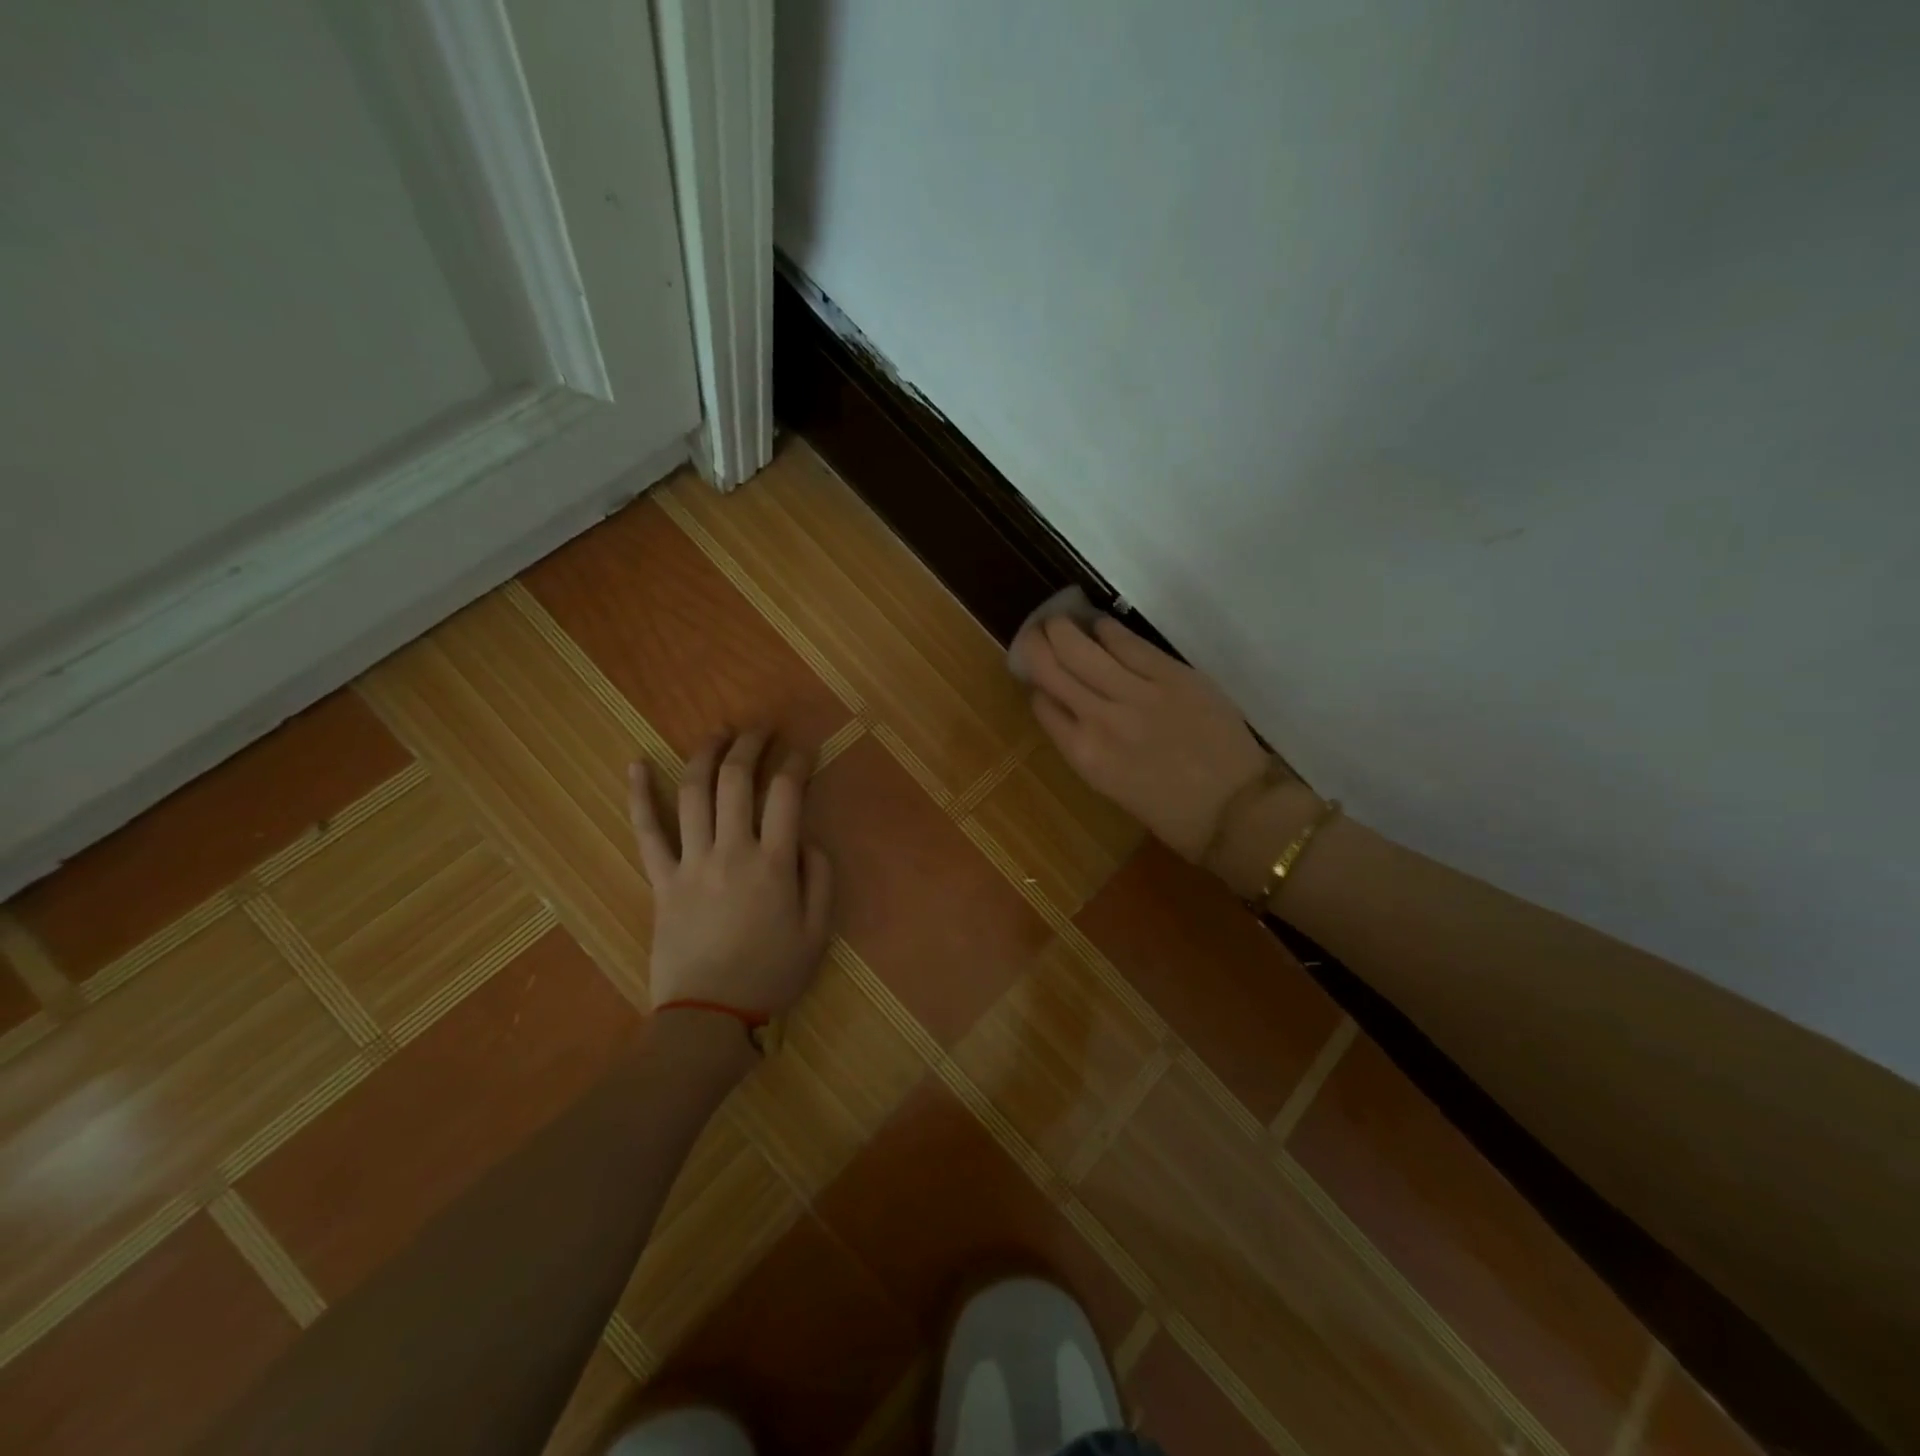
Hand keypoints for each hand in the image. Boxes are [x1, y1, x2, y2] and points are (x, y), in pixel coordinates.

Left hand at [628, 731, 832, 1016]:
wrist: (708, 1016)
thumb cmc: (771, 975)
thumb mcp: (818, 932)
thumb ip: (820, 878)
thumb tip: (807, 840)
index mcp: (773, 864)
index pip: (786, 794)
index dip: (797, 763)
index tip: (804, 750)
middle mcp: (731, 851)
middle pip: (737, 781)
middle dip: (751, 745)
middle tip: (762, 728)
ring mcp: (690, 862)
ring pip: (693, 793)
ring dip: (706, 754)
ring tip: (719, 732)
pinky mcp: (660, 880)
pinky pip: (646, 832)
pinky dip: (638, 795)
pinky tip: (635, 763)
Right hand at [1017, 614, 1272, 862]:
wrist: (1235, 809)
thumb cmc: (1171, 812)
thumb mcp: (1113, 786)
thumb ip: (1088, 746)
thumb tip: (1074, 713)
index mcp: (1084, 755)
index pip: (1043, 705)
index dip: (1035, 684)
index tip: (1036, 674)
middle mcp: (1099, 719)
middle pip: (1053, 669)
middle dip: (1037, 645)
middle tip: (1035, 632)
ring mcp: (1135, 693)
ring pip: (1082, 649)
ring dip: (1064, 629)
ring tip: (1059, 621)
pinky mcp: (1170, 674)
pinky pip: (1127, 643)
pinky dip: (1106, 630)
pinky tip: (1099, 625)